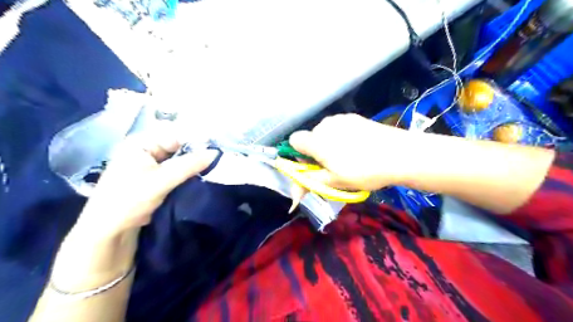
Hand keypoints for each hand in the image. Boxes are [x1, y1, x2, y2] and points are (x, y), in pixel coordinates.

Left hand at [74, 132, 218, 239]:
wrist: (111, 230)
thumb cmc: (129, 199)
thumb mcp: (161, 180)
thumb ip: (189, 165)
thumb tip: (215, 153)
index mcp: (141, 143)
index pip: (174, 133)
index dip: (195, 138)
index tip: (216, 144)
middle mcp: (146, 149)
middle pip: (177, 145)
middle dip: (197, 150)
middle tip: (219, 155)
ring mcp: (151, 163)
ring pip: (179, 158)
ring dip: (194, 162)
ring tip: (215, 163)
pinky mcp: (156, 177)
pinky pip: (177, 169)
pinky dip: (188, 171)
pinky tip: (203, 173)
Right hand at [292, 113, 419, 190]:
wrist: (399, 154)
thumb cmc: (363, 171)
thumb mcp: (335, 182)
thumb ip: (310, 183)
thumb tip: (293, 194)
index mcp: (316, 141)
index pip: (293, 141)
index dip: (299, 155)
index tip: (313, 166)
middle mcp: (324, 125)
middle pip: (310, 137)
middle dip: (316, 151)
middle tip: (334, 166)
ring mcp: (341, 118)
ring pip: (325, 132)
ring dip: (329, 144)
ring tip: (349, 156)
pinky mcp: (354, 117)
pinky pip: (339, 127)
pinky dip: (342, 137)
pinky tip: (359, 146)